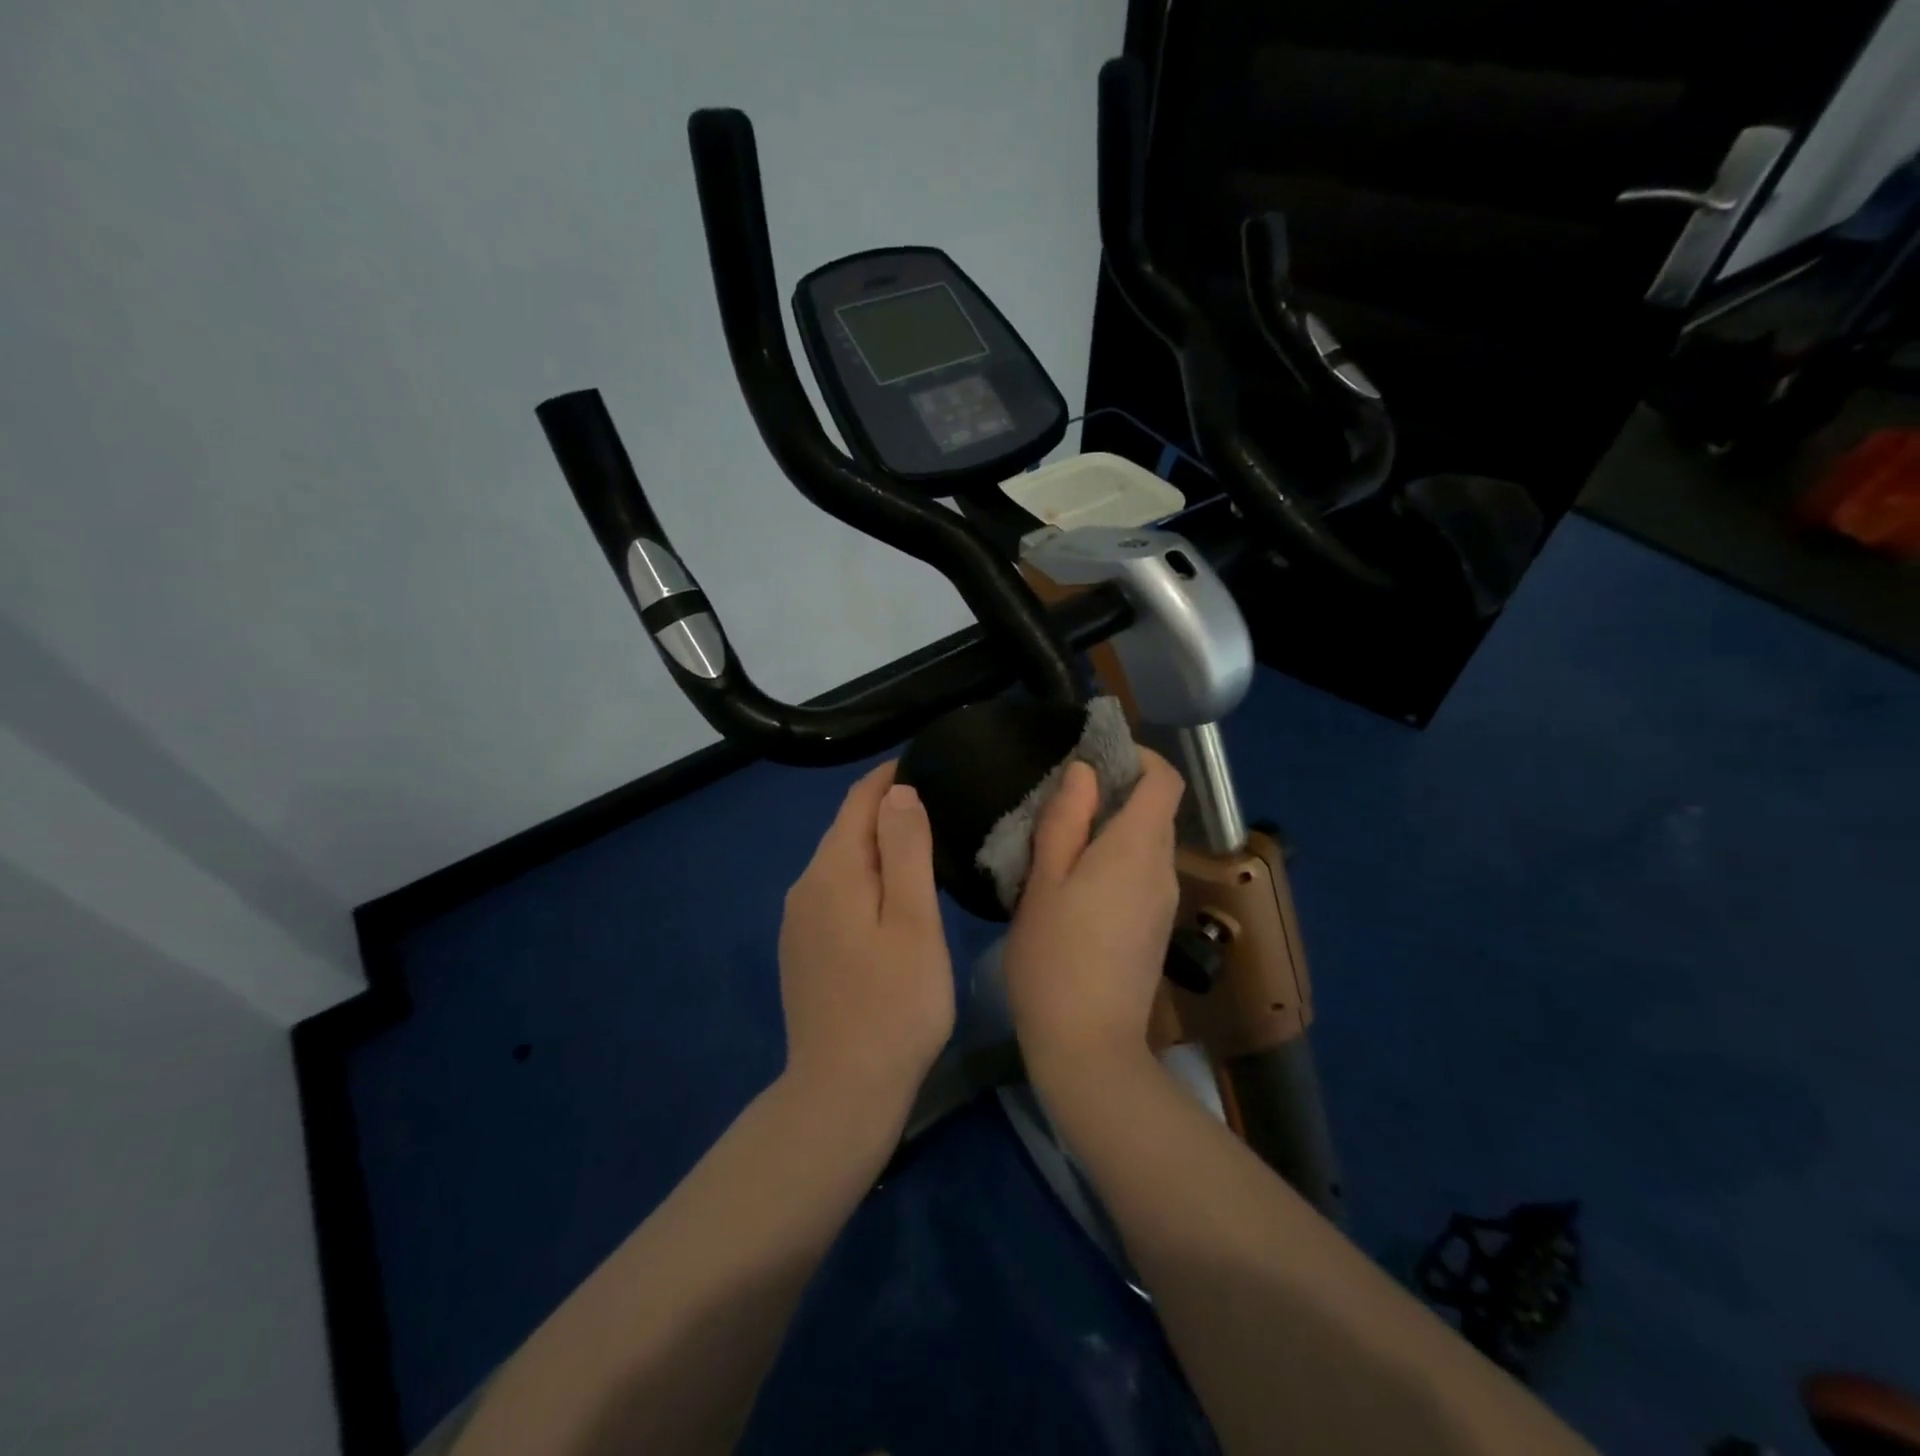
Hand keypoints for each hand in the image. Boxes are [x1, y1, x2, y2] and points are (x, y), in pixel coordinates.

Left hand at [777, 761, 954, 1113]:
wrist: (842, 1091)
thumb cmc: (894, 1003)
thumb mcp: (912, 921)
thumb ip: (905, 850)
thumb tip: (897, 792)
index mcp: (832, 872)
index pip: (857, 802)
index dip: (888, 777)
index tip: (923, 762)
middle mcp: (805, 888)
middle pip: (845, 830)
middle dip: (883, 808)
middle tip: (934, 800)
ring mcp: (799, 922)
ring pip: (840, 862)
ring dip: (875, 844)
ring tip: (920, 841)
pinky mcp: (803, 950)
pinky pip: (835, 892)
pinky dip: (863, 877)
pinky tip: (889, 894)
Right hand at [1002, 749, 1185, 1080]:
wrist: (1088, 1047)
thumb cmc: (1054, 957)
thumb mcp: (1044, 881)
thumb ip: (1065, 820)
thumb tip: (1085, 773)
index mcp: (1137, 849)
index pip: (1163, 780)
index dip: (1138, 757)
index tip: (1096, 756)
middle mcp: (1162, 870)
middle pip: (1155, 810)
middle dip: (1116, 792)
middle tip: (1061, 800)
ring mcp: (1163, 903)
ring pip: (1146, 844)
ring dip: (1112, 829)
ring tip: (1060, 841)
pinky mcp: (1154, 928)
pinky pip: (1141, 874)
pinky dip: (1115, 860)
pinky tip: (1074, 884)